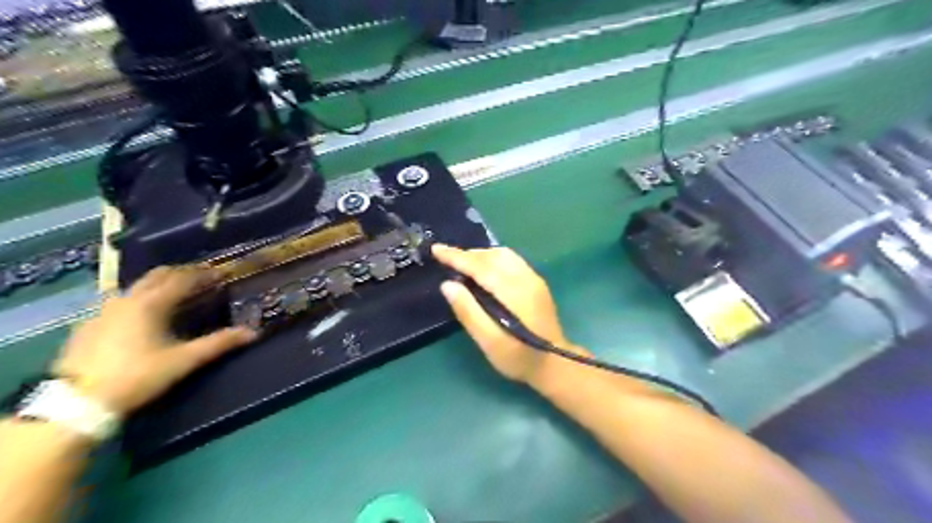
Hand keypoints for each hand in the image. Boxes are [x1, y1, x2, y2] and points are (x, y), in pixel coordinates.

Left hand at [52, 267, 257, 416]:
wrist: (76, 403)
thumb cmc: (137, 376)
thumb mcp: (183, 361)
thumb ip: (218, 343)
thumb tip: (252, 333)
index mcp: (151, 303)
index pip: (183, 278)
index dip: (204, 273)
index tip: (221, 273)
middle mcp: (126, 299)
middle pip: (157, 275)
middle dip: (181, 273)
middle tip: (201, 278)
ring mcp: (103, 311)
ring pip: (136, 287)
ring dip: (159, 285)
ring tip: (174, 294)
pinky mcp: (87, 326)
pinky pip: (119, 303)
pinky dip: (138, 300)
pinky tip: (142, 316)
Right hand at [432, 242, 579, 385]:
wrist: (554, 364)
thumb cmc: (518, 357)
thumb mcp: (488, 341)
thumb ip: (468, 311)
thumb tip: (447, 284)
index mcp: (513, 292)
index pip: (480, 266)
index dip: (457, 257)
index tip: (436, 249)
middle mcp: (525, 278)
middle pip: (492, 256)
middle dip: (468, 255)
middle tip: (447, 260)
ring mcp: (534, 279)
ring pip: (503, 255)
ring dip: (481, 256)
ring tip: (463, 265)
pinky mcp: (537, 283)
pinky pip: (511, 261)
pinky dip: (493, 260)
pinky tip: (485, 271)